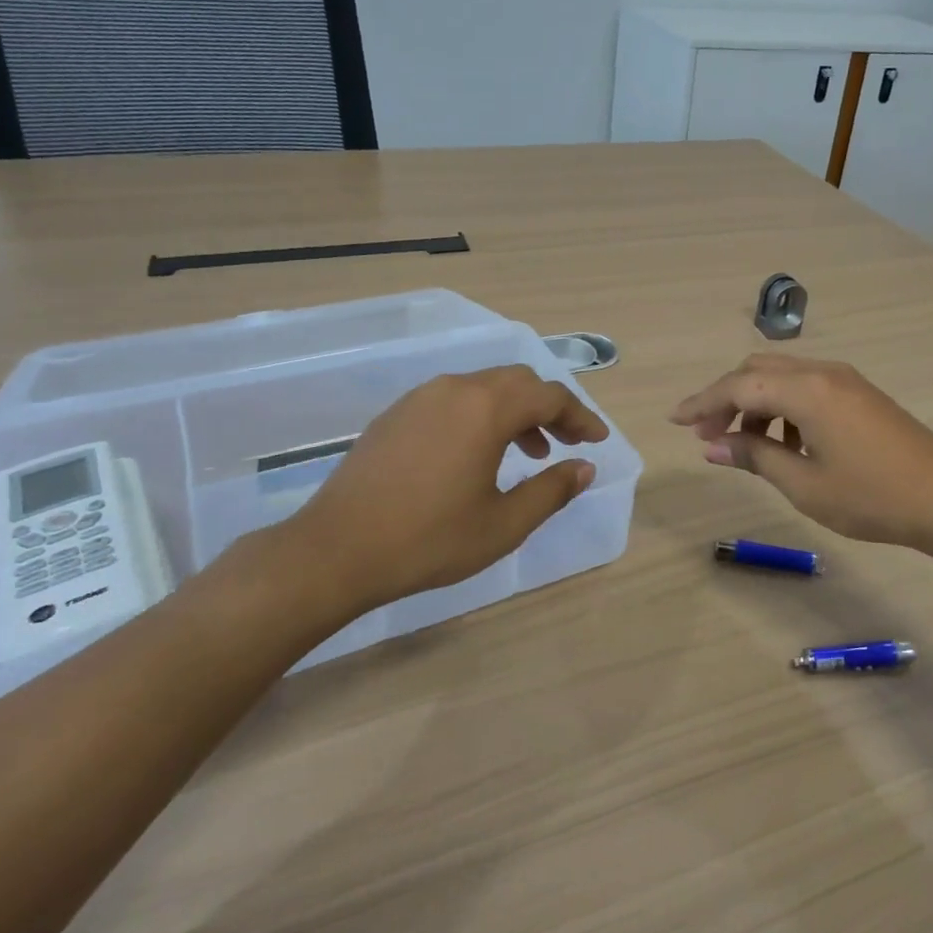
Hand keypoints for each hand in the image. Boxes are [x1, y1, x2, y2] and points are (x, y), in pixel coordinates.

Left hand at [259, 365, 607, 629]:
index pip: (549, 396)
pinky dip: (481, 415)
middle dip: (549, 408)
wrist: (336, 550)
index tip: (596, 441)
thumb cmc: (429, 540)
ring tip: (528, 452)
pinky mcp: (396, 414)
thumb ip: (551, 490)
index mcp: (486, 408)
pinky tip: (478, 454)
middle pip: (518, 381)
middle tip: (566, 442)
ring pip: (484, 387)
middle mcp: (455, 389)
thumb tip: (584, 468)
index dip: (581, 417)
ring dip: (515, 411)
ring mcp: (420, 398)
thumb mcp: (503, 524)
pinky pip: (454, 399)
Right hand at [670, 354, 932, 554]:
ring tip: (746, 445)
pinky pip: (807, 387)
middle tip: (708, 435)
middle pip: (757, 371)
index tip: (673, 421)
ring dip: (755, 404)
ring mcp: (846, 380)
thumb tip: (713, 445)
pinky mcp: (861, 394)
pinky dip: (783, 407)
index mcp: (807, 391)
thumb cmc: (872, 498)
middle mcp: (824, 373)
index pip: (737, 386)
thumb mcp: (804, 484)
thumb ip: (755, 456)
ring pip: (783, 377)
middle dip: (726, 399)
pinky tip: (788, 444)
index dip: (701, 402)